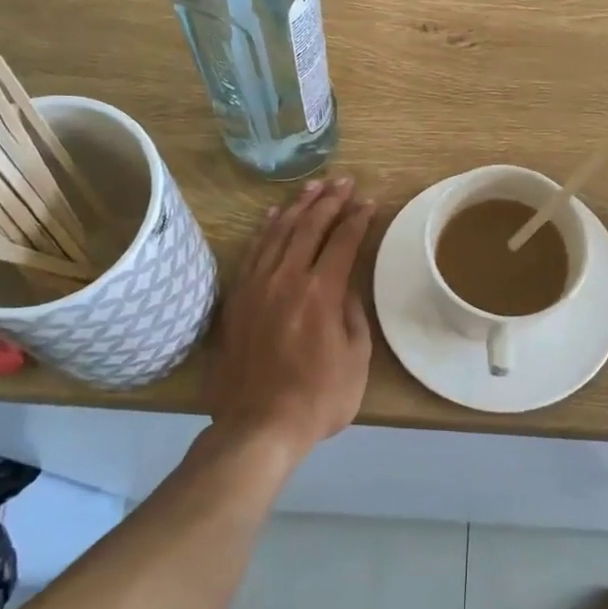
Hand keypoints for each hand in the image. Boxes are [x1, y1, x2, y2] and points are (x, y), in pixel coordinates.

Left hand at [202, 178, 376, 455]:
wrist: (257, 426)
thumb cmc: (318, 399)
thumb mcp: (356, 359)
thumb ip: (353, 315)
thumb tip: (344, 289)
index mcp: (322, 293)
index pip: (343, 241)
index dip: (358, 219)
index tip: (369, 203)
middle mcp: (288, 279)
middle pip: (310, 227)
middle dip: (331, 201)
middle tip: (344, 181)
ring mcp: (258, 286)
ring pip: (279, 233)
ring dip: (299, 207)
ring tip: (314, 187)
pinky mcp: (238, 298)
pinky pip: (253, 252)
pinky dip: (266, 230)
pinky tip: (274, 216)